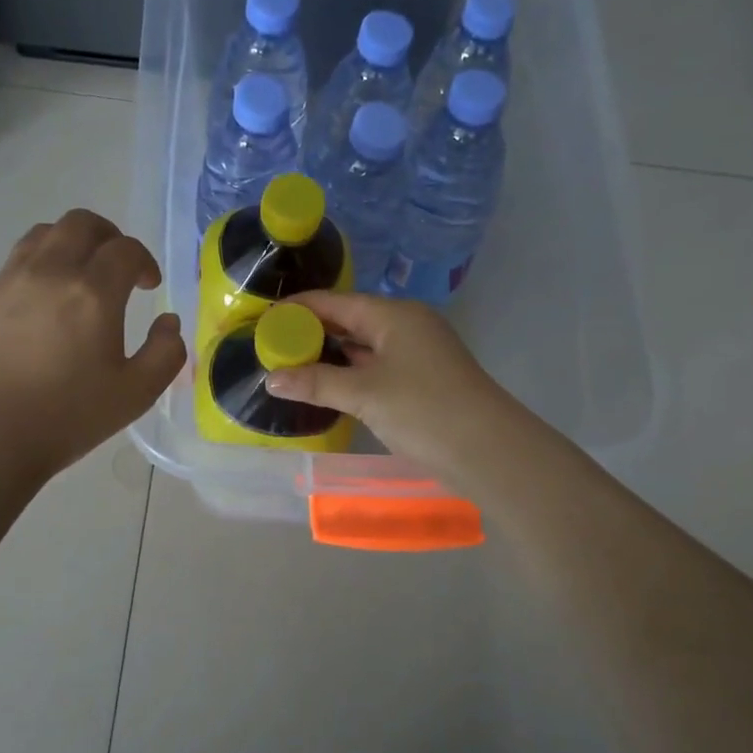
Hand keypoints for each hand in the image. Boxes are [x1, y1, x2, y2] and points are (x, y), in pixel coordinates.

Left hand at [0, 210, 185, 479]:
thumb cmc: (65, 417)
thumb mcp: (134, 395)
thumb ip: (165, 353)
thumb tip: (168, 323)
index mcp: (92, 292)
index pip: (125, 249)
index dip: (144, 261)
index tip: (148, 285)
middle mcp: (49, 272)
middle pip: (81, 223)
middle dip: (109, 237)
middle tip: (118, 268)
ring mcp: (8, 281)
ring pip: (44, 235)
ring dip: (71, 244)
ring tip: (79, 278)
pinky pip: (15, 262)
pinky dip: (40, 267)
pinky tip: (43, 307)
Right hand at [263, 291, 526, 481]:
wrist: (488, 451)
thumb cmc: (424, 409)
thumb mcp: (364, 394)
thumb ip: (316, 383)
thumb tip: (271, 378)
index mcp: (394, 316)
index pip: (337, 301)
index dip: (300, 308)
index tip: (265, 318)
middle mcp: (406, 327)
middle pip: (351, 321)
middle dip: (313, 332)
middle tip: (272, 345)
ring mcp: (417, 355)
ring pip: (364, 347)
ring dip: (331, 355)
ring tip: (291, 364)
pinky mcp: (421, 381)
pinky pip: (376, 368)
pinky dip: (350, 374)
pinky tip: (327, 386)